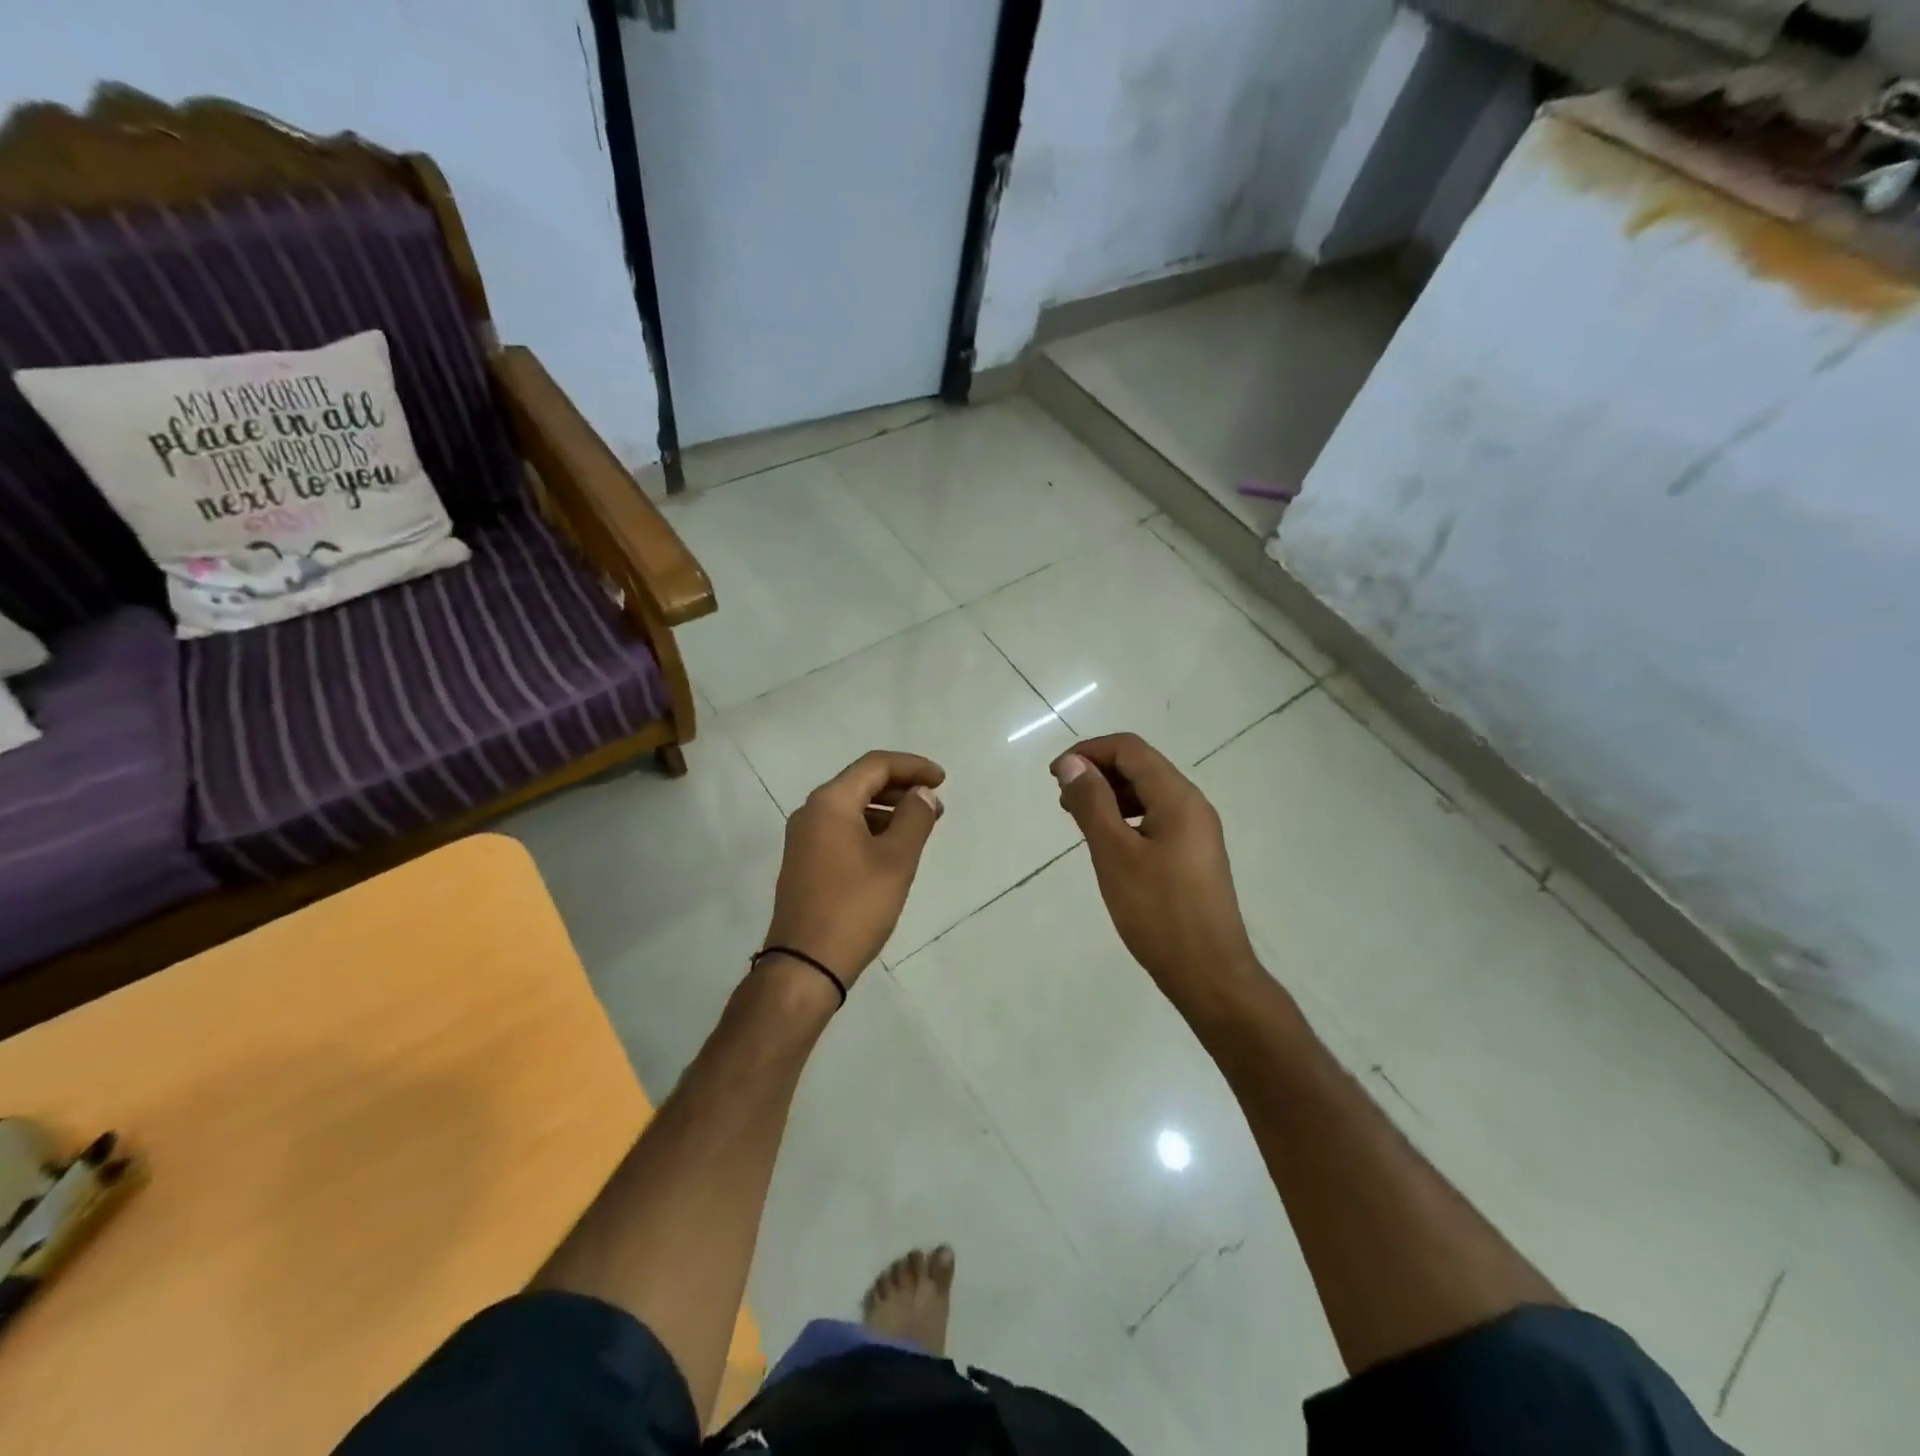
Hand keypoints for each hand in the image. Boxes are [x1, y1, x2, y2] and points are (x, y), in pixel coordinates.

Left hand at [763, 751, 945, 991]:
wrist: (805, 964)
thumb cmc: (855, 906)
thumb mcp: (896, 860)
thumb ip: (915, 819)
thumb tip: (922, 794)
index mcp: (830, 803)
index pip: (875, 765)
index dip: (912, 766)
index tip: (943, 780)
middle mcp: (811, 812)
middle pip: (861, 782)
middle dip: (901, 788)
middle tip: (936, 804)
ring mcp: (804, 839)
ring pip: (851, 808)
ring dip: (887, 810)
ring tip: (921, 826)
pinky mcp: (805, 862)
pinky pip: (842, 830)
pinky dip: (870, 829)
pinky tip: (892, 849)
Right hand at [1052, 734, 1260, 1010]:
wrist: (1209, 973)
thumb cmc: (1158, 912)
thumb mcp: (1115, 854)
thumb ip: (1092, 803)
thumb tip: (1071, 763)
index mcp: (1178, 798)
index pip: (1130, 750)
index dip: (1089, 752)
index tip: (1055, 775)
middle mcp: (1193, 805)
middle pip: (1141, 767)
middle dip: (1098, 772)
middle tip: (1062, 799)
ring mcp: (1196, 832)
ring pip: (1148, 794)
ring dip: (1110, 796)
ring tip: (1078, 818)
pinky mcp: (1193, 856)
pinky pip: (1155, 819)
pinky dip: (1126, 818)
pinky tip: (1107, 842)